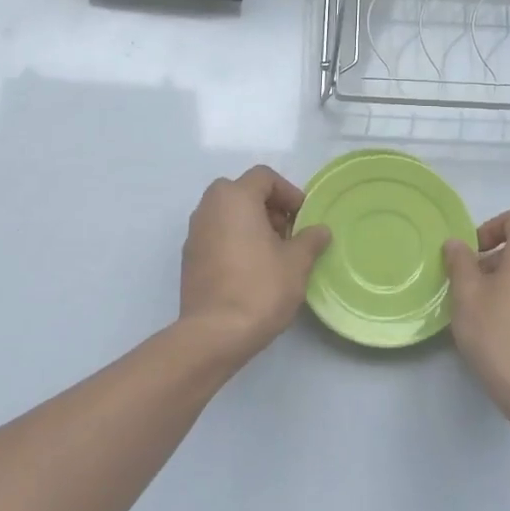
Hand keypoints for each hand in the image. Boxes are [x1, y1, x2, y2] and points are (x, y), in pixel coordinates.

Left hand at [179, 165, 331, 363]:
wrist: (215, 333)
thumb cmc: (260, 288)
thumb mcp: (297, 262)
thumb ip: (310, 240)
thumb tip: (321, 230)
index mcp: (234, 198)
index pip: (264, 177)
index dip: (288, 192)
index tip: (303, 217)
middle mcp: (209, 208)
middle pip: (241, 192)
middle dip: (268, 207)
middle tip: (287, 233)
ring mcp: (194, 233)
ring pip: (226, 214)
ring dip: (250, 224)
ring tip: (272, 253)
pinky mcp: (189, 258)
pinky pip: (215, 235)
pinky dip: (234, 241)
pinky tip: (251, 269)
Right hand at [442, 209, 509, 428]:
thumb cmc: (499, 336)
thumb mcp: (467, 296)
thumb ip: (460, 263)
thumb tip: (457, 244)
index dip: (492, 226)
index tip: (473, 253)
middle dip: (492, 260)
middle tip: (466, 288)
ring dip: (503, 283)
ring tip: (479, 313)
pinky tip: (500, 334)